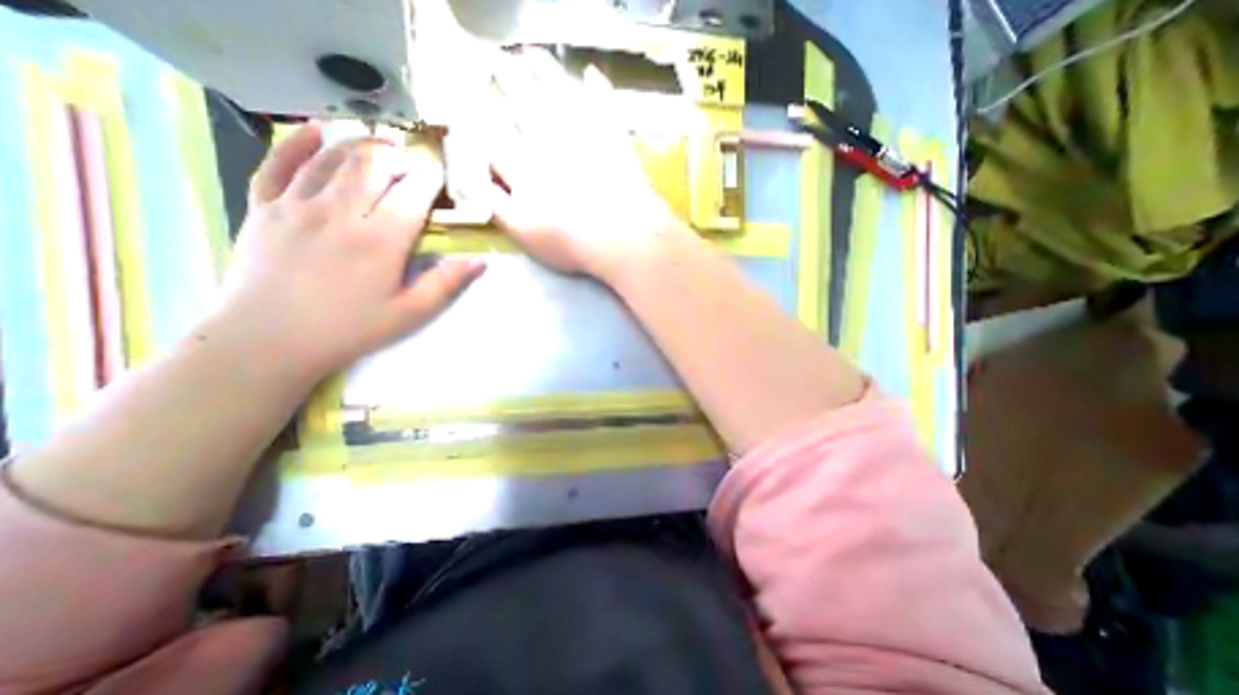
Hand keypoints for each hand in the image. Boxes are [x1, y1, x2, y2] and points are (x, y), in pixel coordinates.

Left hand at [206, 127, 483, 383]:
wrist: (267, 340)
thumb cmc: (349, 329)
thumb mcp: (410, 313)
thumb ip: (446, 284)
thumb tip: (480, 262)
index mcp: (380, 240)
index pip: (413, 193)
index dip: (431, 178)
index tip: (442, 175)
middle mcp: (340, 213)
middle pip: (374, 165)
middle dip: (399, 156)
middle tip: (414, 161)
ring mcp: (296, 205)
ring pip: (333, 158)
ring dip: (362, 145)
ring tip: (382, 145)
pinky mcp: (263, 206)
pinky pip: (279, 162)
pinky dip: (299, 142)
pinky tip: (318, 131)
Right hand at [488, 45, 681, 276]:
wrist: (622, 238)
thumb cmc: (571, 243)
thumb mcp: (524, 234)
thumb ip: (498, 206)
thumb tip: (479, 180)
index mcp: (523, 167)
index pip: (492, 134)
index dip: (480, 117)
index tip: (472, 102)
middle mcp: (547, 142)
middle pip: (520, 102)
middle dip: (504, 80)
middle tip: (497, 62)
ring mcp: (582, 134)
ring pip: (555, 92)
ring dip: (541, 70)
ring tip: (531, 55)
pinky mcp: (612, 136)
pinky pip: (603, 102)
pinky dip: (597, 87)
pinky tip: (592, 74)